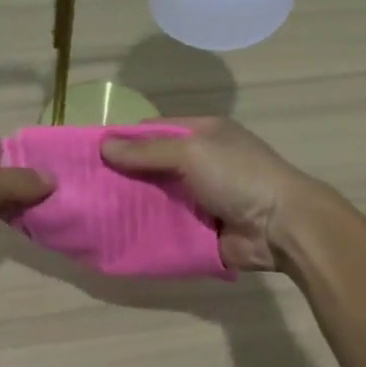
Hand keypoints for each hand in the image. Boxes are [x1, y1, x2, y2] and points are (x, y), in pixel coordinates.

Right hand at [100, 118, 321, 272]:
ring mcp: (200, 198)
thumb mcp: (192, 152)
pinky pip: (165, 227)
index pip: (154, 130)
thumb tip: (104, 146)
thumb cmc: (239, 176)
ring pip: (156, 199)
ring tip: (93, 213)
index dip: (124, 139)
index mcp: (203, 134)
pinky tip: (116, 236)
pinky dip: (145, 231)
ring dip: (131, 206)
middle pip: (152, 166)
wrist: (280, 227)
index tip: (91, 154)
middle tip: (85, 188)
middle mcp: (201, 163)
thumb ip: (148, 151)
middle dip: (123, 176)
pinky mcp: (199, 229)